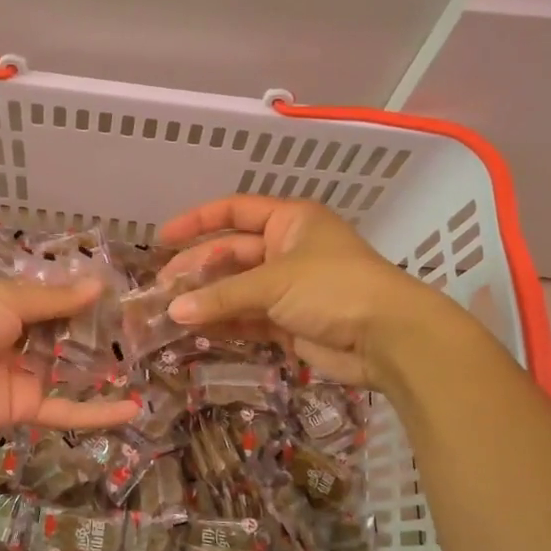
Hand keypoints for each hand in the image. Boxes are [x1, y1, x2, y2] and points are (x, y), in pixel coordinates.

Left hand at [0, 280, 140, 439]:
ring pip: (72, 372)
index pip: (56, 300)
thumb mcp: (6, 300)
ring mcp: (25, 375)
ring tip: (150, 363)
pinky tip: (132, 408)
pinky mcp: (26, 408)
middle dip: (103, 334)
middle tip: (148, 330)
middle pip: (68, 336)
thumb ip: (54, 300)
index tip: (126, 295)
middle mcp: (21, 338)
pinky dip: (98, 412)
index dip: (87, 299)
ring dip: (106, 370)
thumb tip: (97, 285)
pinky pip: (67, 409)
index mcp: (10, 305)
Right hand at [159, 195, 452, 390]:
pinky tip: (195, 330)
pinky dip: (224, 323)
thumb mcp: (273, 282)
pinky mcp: (290, 322)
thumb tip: (173, 311)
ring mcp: (289, 288)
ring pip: (237, 289)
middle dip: (197, 268)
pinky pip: (248, 319)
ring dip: (207, 299)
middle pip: (231, 253)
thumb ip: (222, 296)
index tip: (162, 238)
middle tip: (162, 288)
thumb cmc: (333, 288)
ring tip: (169, 312)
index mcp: (289, 221)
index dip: (197, 221)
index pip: (234, 211)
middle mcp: (287, 249)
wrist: (388, 338)